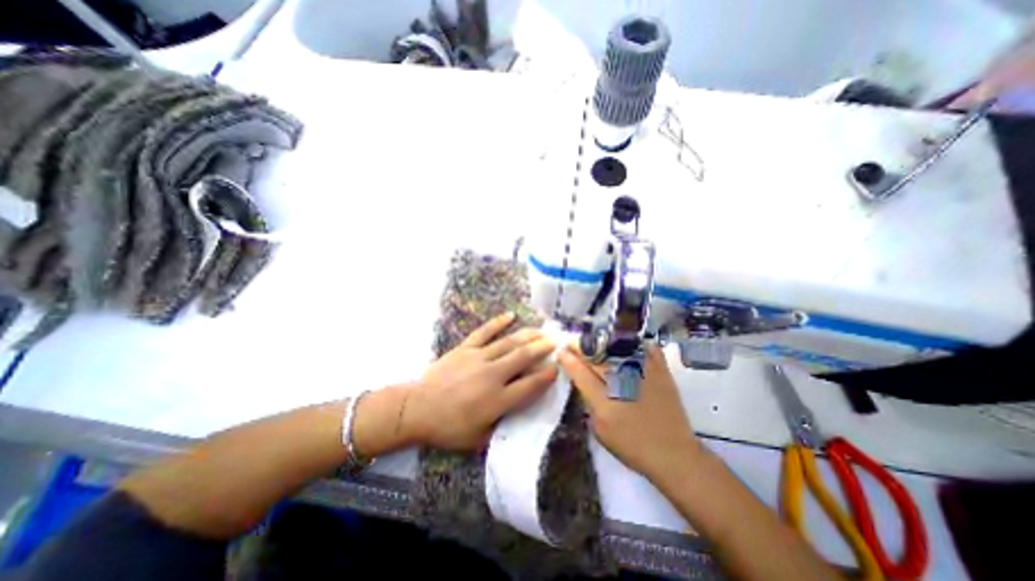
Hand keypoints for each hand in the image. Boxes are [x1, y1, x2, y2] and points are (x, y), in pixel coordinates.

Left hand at [405, 313, 558, 448]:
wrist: (417, 409)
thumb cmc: (448, 428)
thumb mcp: (478, 438)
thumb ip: (501, 426)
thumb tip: (517, 414)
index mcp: (497, 400)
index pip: (530, 386)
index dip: (546, 376)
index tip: (557, 368)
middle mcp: (492, 375)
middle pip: (523, 358)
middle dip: (542, 348)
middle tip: (555, 341)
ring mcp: (478, 358)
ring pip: (508, 343)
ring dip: (527, 335)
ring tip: (541, 330)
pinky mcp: (465, 348)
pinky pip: (484, 332)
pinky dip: (498, 322)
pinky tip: (510, 315)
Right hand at [559, 345, 703, 480]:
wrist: (673, 454)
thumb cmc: (632, 447)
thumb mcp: (601, 431)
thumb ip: (590, 404)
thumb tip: (583, 381)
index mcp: (605, 403)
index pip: (581, 374)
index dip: (569, 360)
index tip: (561, 352)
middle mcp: (622, 384)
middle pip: (596, 357)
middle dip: (581, 346)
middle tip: (573, 342)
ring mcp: (643, 375)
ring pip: (618, 349)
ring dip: (602, 341)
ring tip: (594, 339)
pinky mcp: (661, 373)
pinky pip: (647, 349)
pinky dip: (637, 343)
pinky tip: (627, 340)